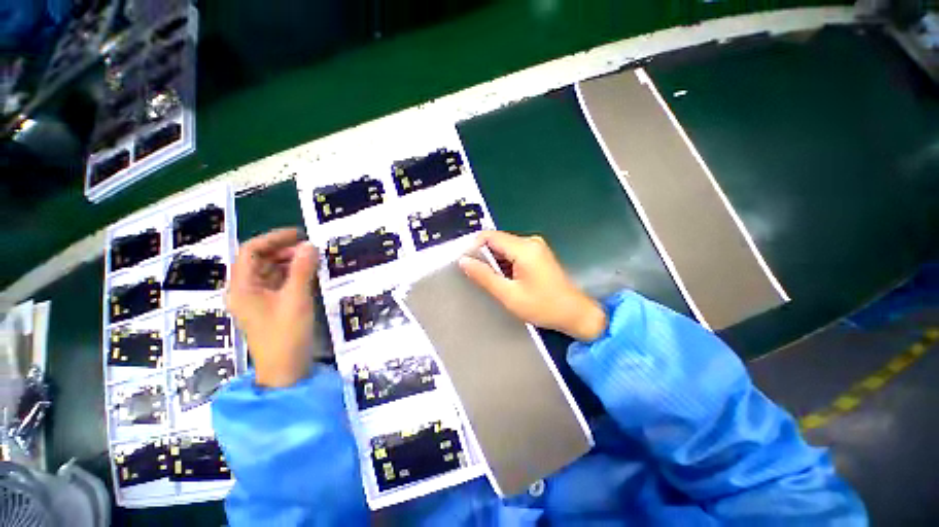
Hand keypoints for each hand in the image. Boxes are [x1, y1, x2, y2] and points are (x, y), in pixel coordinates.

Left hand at [226, 228, 318, 387]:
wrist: (286, 369)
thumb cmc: (286, 334)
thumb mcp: (296, 299)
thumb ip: (302, 270)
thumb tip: (310, 244)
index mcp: (242, 287)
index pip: (251, 251)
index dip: (273, 238)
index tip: (299, 234)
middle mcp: (246, 290)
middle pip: (260, 260)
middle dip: (284, 250)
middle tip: (311, 249)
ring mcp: (258, 300)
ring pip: (271, 271)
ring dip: (290, 262)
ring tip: (313, 260)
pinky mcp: (270, 307)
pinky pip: (279, 283)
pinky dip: (293, 275)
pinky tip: (310, 274)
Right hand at [459, 231, 606, 341]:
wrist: (575, 314)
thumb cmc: (543, 306)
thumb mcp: (509, 294)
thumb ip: (484, 276)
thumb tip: (464, 261)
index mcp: (524, 248)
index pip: (489, 236)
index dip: (473, 247)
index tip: (466, 264)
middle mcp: (530, 241)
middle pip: (497, 241)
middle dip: (484, 256)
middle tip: (476, 277)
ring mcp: (535, 247)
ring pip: (504, 248)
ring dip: (495, 262)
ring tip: (491, 281)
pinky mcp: (538, 254)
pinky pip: (514, 253)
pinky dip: (505, 264)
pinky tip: (505, 280)